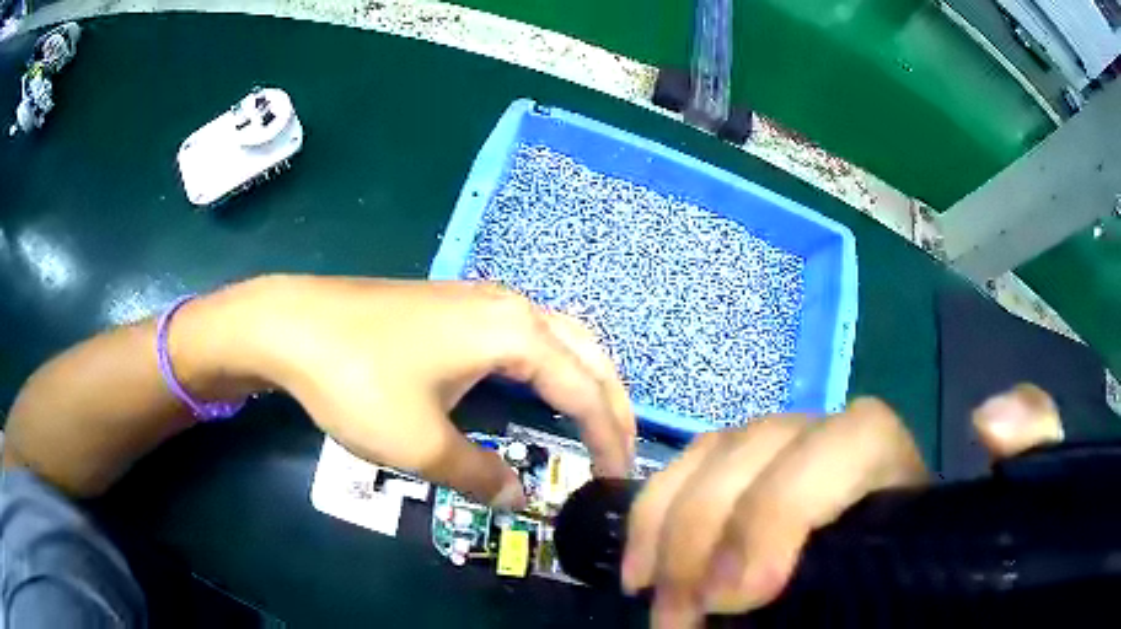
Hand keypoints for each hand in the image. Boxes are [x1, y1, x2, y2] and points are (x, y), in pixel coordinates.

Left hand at [226, 276, 635, 507]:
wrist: (294, 325)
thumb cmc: (358, 381)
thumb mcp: (421, 443)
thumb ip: (479, 474)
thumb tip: (519, 498)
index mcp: (515, 332)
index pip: (583, 391)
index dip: (608, 438)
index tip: (617, 479)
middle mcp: (511, 306)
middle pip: (586, 353)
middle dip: (612, 403)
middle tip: (620, 449)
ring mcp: (481, 299)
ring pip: (559, 337)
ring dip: (584, 379)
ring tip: (594, 422)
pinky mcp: (456, 306)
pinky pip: (527, 334)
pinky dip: (551, 366)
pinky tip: (539, 388)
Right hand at [621, 385, 1061, 627]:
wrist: (899, 614)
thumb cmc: (942, 587)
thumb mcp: (993, 537)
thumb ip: (1031, 463)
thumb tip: (990, 420)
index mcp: (896, 471)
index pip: (847, 437)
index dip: (785, 503)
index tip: (741, 594)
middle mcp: (835, 462)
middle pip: (764, 442)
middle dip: (707, 526)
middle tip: (680, 615)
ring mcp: (781, 479)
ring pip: (718, 453)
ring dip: (670, 520)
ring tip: (652, 595)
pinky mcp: (741, 508)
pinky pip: (691, 476)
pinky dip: (656, 511)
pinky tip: (643, 566)